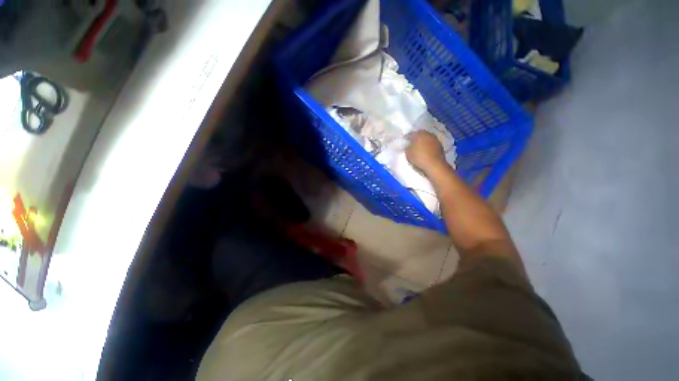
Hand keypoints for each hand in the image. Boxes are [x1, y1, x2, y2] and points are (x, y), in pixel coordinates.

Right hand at [406, 130, 446, 174]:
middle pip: (420, 135)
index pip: (410, 134)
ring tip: (419, 149)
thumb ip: (407, 147)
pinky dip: (428, 147)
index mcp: (419, 134)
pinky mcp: (440, 146)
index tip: (404, 142)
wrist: (435, 166)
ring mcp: (435, 140)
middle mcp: (428, 134)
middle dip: (416, 139)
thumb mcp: (408, 153)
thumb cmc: (419, 158)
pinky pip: (431, 145)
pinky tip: (425, 152)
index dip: (406, 138)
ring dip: (423, 143)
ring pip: (426, 139)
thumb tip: (409, 145)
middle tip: (411, 144)